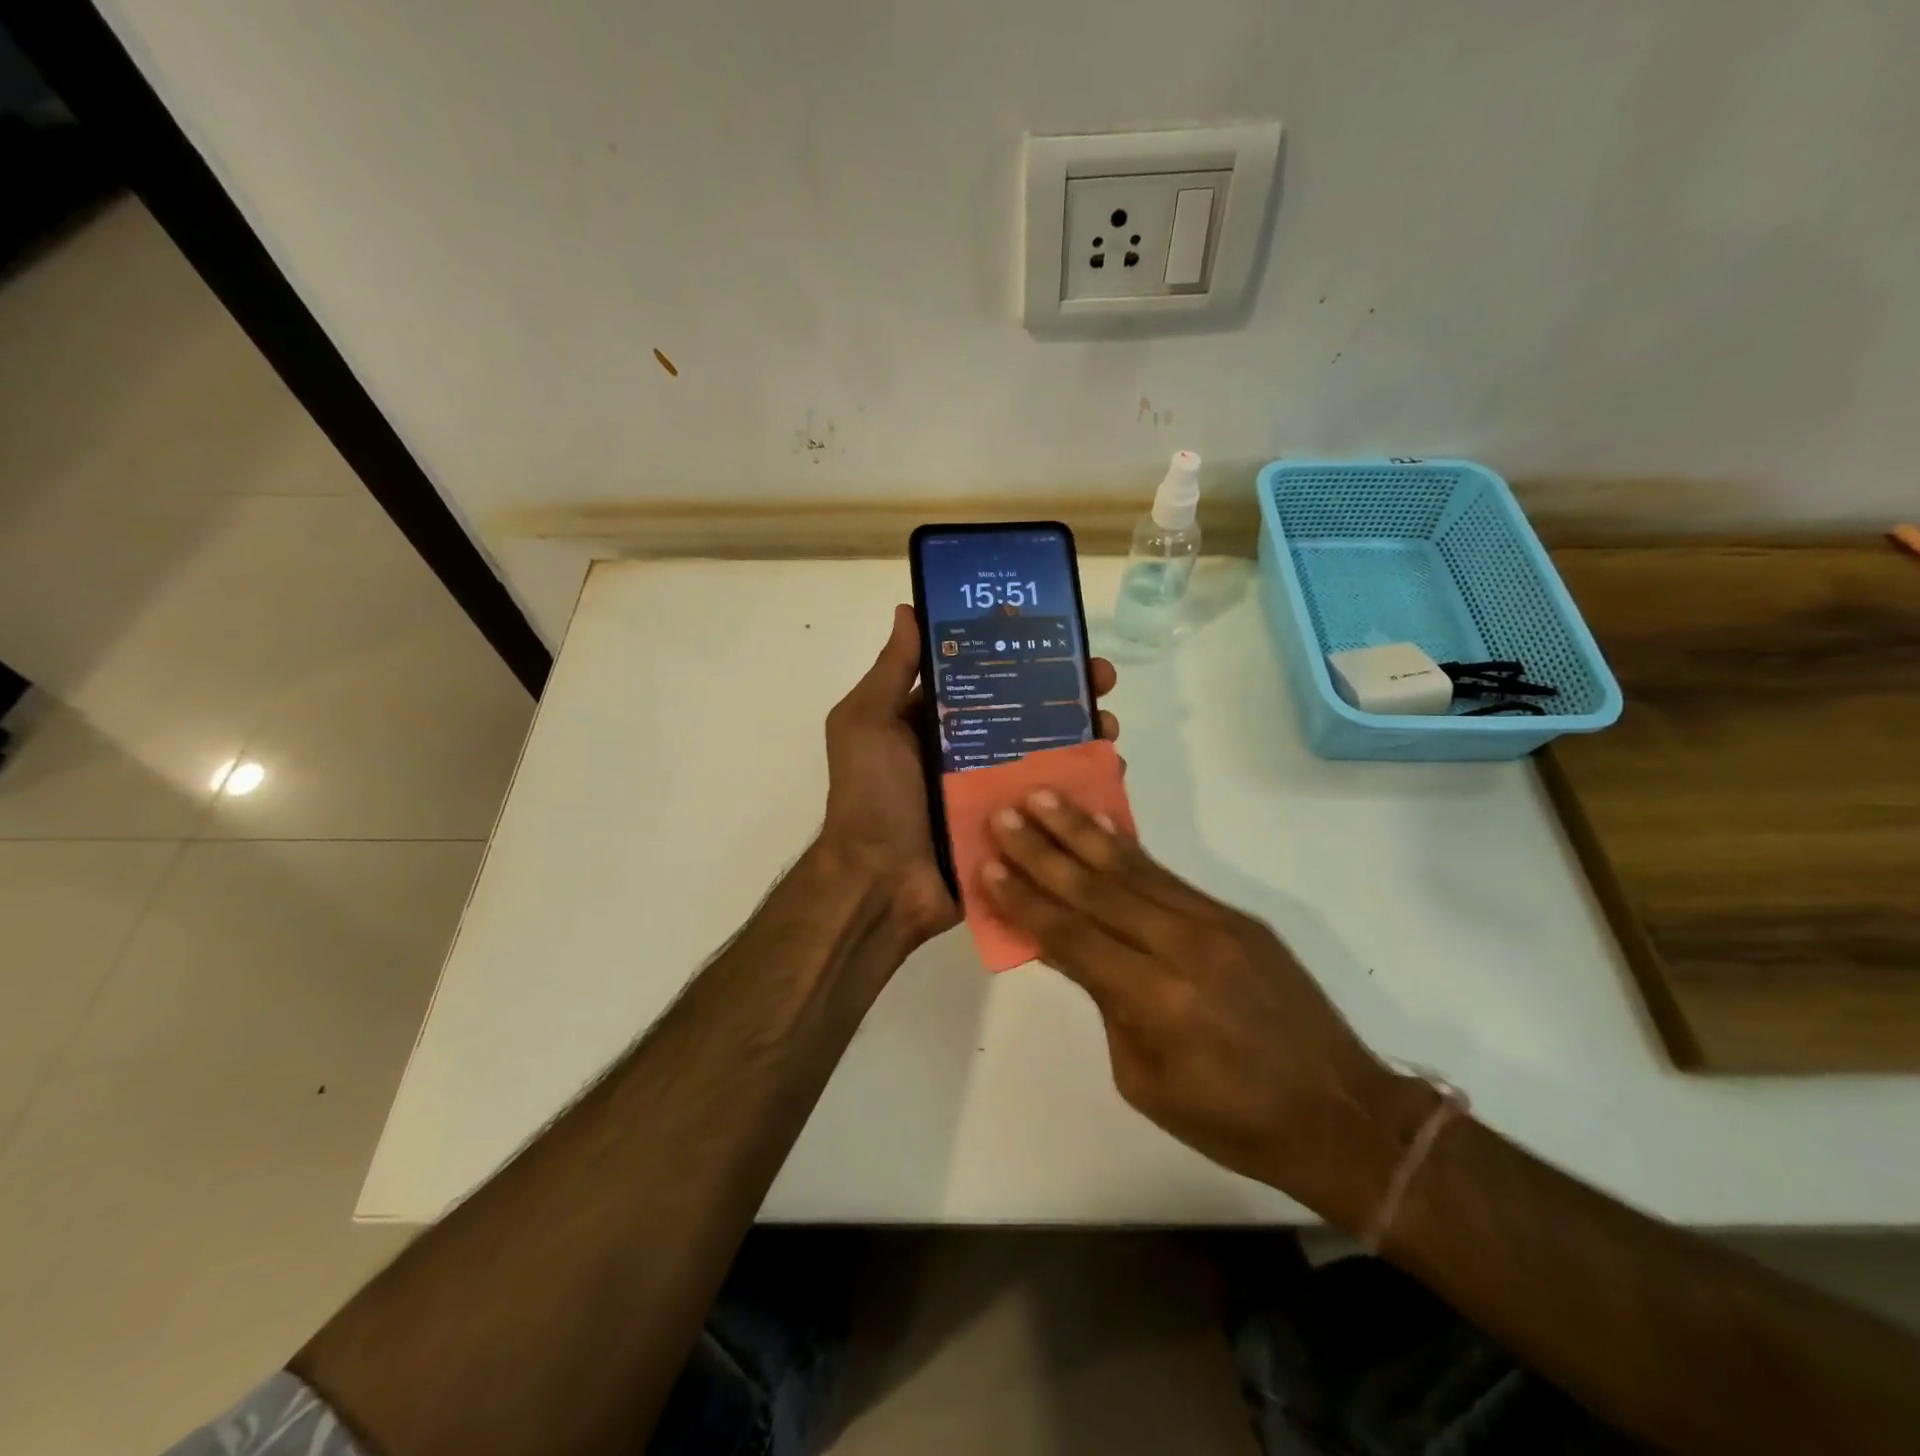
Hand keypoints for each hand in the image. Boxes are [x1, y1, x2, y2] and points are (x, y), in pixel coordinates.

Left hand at [820, 605, 1119, 949]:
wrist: (881, 884)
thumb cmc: (872, 796)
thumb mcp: (867, 723)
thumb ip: (891, 671)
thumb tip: (909, 611)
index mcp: (935, 723)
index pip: (987, 678)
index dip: (1022, 656)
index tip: (1059, 638)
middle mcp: (968, 751)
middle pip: (1027, 711)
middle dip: (1068, 691)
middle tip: (1102, 680)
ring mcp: (994, 790)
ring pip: (1048, 752)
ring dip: (1084, 734)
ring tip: (1110, 726)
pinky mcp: (1014, 825)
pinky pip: (1053, 799)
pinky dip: (1083, 783)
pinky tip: (1110, 769)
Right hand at [981, 793, 1426, 1223]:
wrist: (1340, 1112)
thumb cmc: (1230, 1119)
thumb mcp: (1145, 1079)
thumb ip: (1107, 1004)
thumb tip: (1074, 949)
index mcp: (1154, 1000)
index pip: (1071, 937)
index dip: (1025, 901)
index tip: (988, 865)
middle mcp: (1181, 948)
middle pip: (1096, 890)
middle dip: (1043, 851)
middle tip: (1004, 815)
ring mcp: (1213, 925)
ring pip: (1132, 870)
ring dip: (1082, 833)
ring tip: (1044, 798)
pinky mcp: (1235, 918)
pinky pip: (1169, 878)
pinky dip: (1129, 851)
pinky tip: (1102, 828)